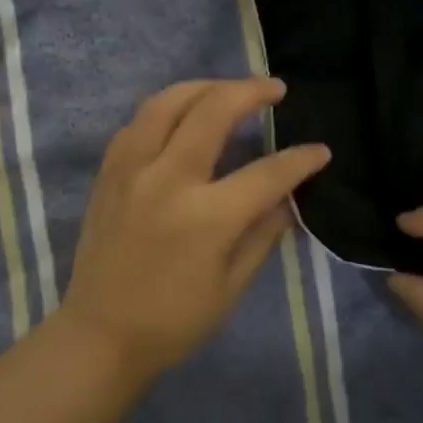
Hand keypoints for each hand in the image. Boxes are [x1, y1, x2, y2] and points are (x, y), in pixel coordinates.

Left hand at [57, 79, 330, 381]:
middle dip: (251, 92)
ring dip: (203, 87)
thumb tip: (288, 199)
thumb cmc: (173, 322)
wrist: (101, 336)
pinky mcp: (108, 174)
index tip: (320, 152)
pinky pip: (137, 123)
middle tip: (275, 89)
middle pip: (213, 111)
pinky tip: (180, 115)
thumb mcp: (232, 287)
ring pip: (166, 102)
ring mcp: (131, 171)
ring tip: (227, 89)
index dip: (300, 160)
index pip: (266, 173)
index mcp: (206, 217)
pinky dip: (164, 109)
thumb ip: (263, 235)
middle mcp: (167, 180)